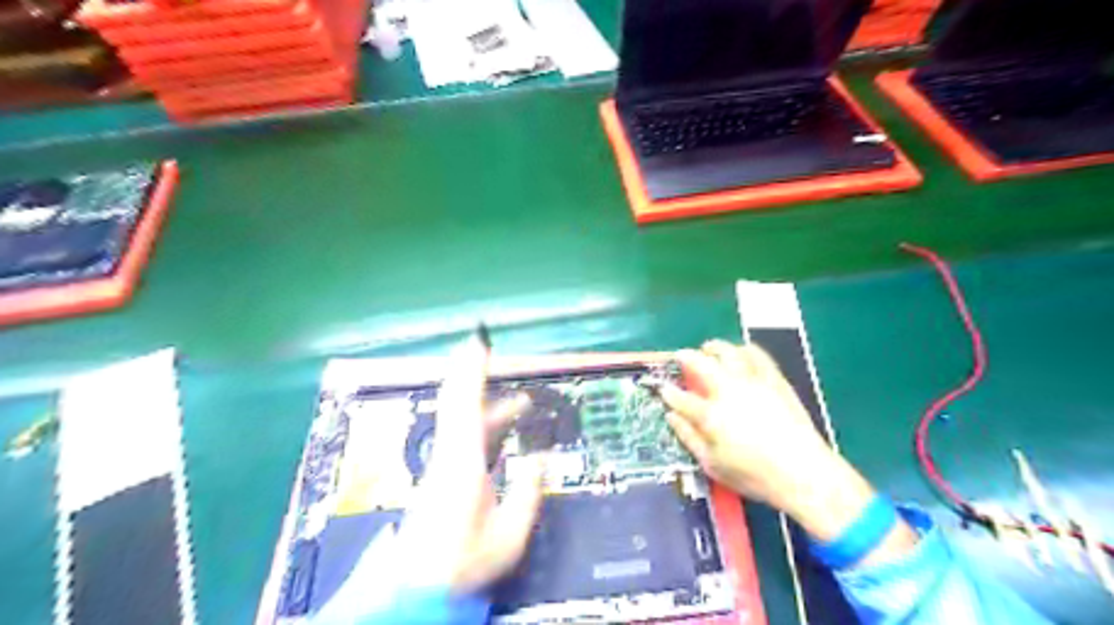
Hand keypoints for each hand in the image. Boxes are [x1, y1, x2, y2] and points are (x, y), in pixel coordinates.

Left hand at [399, 337, 546, 590]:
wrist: (418, 588)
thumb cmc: (464, 563)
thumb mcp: (509, 535)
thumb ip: (528, 493)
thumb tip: (539, 457)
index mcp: (463, 464)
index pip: (466, 406)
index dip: (472, 371)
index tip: (478, 342)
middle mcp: (449, 455)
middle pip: (455, 403)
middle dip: (470, 371)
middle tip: (485, 347)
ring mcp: (443, 464)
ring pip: (460, 418)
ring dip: (486, 401)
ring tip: (521, 401)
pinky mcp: (443, 474)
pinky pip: (462, 433)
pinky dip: (482, 420)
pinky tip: (502, 427)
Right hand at [661, 341, 913, 551]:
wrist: (804, 472)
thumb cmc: (754, 475)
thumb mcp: (713, 465)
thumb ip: (689, 438)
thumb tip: (671, 417)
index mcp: (710, 415)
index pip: (681, 397)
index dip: (668, 392)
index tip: (663, 388)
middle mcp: (728, 391)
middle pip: (701, 364)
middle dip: (685, 357)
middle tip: (680, 356)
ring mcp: (753, 382)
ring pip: (729, 352)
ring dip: (714, 348)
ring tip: (708, 348)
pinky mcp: (774, 379)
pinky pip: (757, 355)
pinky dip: (745, 349)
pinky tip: (741, 352)